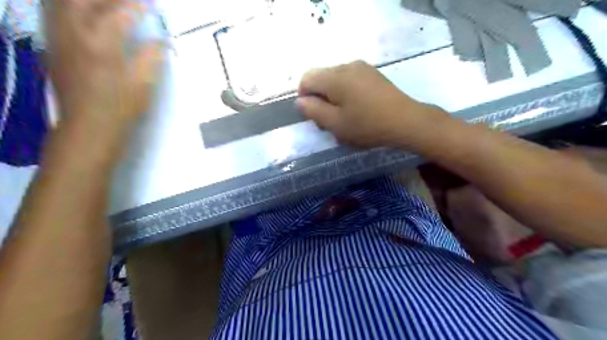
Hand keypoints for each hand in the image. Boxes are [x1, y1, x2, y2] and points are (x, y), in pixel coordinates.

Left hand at [45, 0, 163, 126]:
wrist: (89, 125)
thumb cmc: (121, 106)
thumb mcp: (143, 83)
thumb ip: (152, 57)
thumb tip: (161, 42)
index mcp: (102, 44)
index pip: (119, 14)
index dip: (136, 7)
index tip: (150, 7)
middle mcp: (75, 33)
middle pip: (85, 0)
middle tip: (128, 3)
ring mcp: (59, 38)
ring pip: (65, 3)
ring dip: (89, 1)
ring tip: (108, 5)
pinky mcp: (53, 46)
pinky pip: (55, 14)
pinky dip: (71, 8)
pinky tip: (84, 14)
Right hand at [297, 62, 444, 148]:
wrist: (406, 121)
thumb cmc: (368, 125)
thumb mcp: (336, 123)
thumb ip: (313, 111)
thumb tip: (299, 101)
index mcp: (334, 77)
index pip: (306, 79)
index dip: (304, 97)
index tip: (315, 116)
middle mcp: (346, 66)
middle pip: (321, 78)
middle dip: (319, 98)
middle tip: (330, 120)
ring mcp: (362, 67)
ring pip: (335, 80)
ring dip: (333, 97)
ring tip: (345, 116)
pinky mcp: (372, 73)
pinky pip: (350, 80)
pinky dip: (346, 93)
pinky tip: (358, 108)